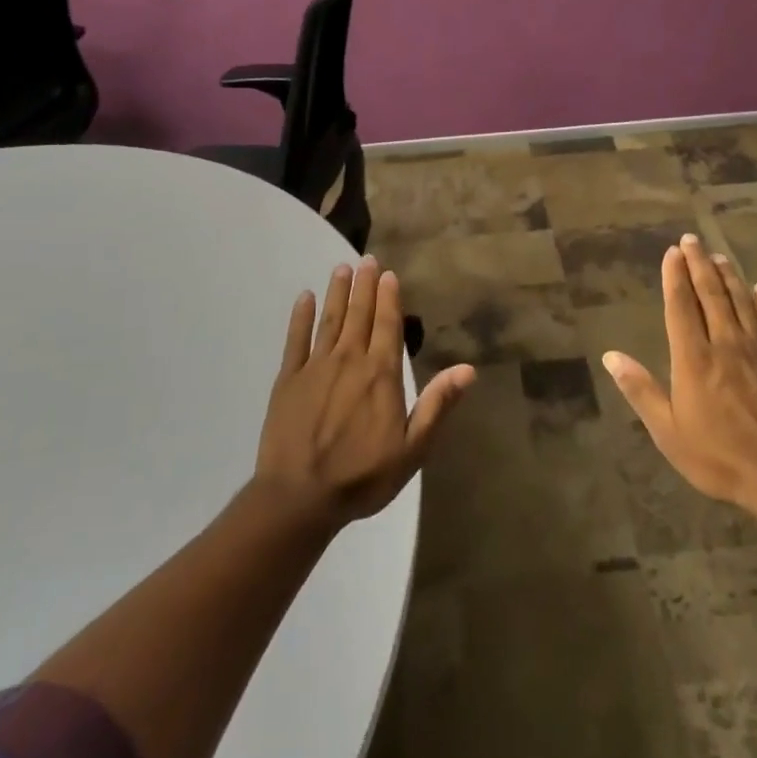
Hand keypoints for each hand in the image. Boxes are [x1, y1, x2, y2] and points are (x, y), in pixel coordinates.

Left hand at [254, 256, 475, 531]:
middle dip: (364, 285)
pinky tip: (303, 298)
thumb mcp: (412, 448)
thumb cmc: (362, 476)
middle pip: (359, 314)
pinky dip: (300, 317)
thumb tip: (468, 369)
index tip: (388, 274)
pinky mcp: (288, 379)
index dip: (389, 298)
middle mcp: (349, 360)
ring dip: (336, 293)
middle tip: (366, 259)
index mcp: (381, 374)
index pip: (387, 325)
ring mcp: (316, 367)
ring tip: (341, 268)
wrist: (299, 497)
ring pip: (329, 320)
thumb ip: (437, 405)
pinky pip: (296, 340)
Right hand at [603, 234, 756, 517]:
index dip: (675, 277)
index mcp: (694, 359)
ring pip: (743, 302)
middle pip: (711, 295)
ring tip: (719, 256)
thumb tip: (610, 356)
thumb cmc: (720, 458)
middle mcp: (726, 344)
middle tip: (692, 240)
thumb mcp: (668, 432)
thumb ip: (640, 390)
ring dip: (729, 277)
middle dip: (699, 265)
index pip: (680, 306)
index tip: (672, 252)